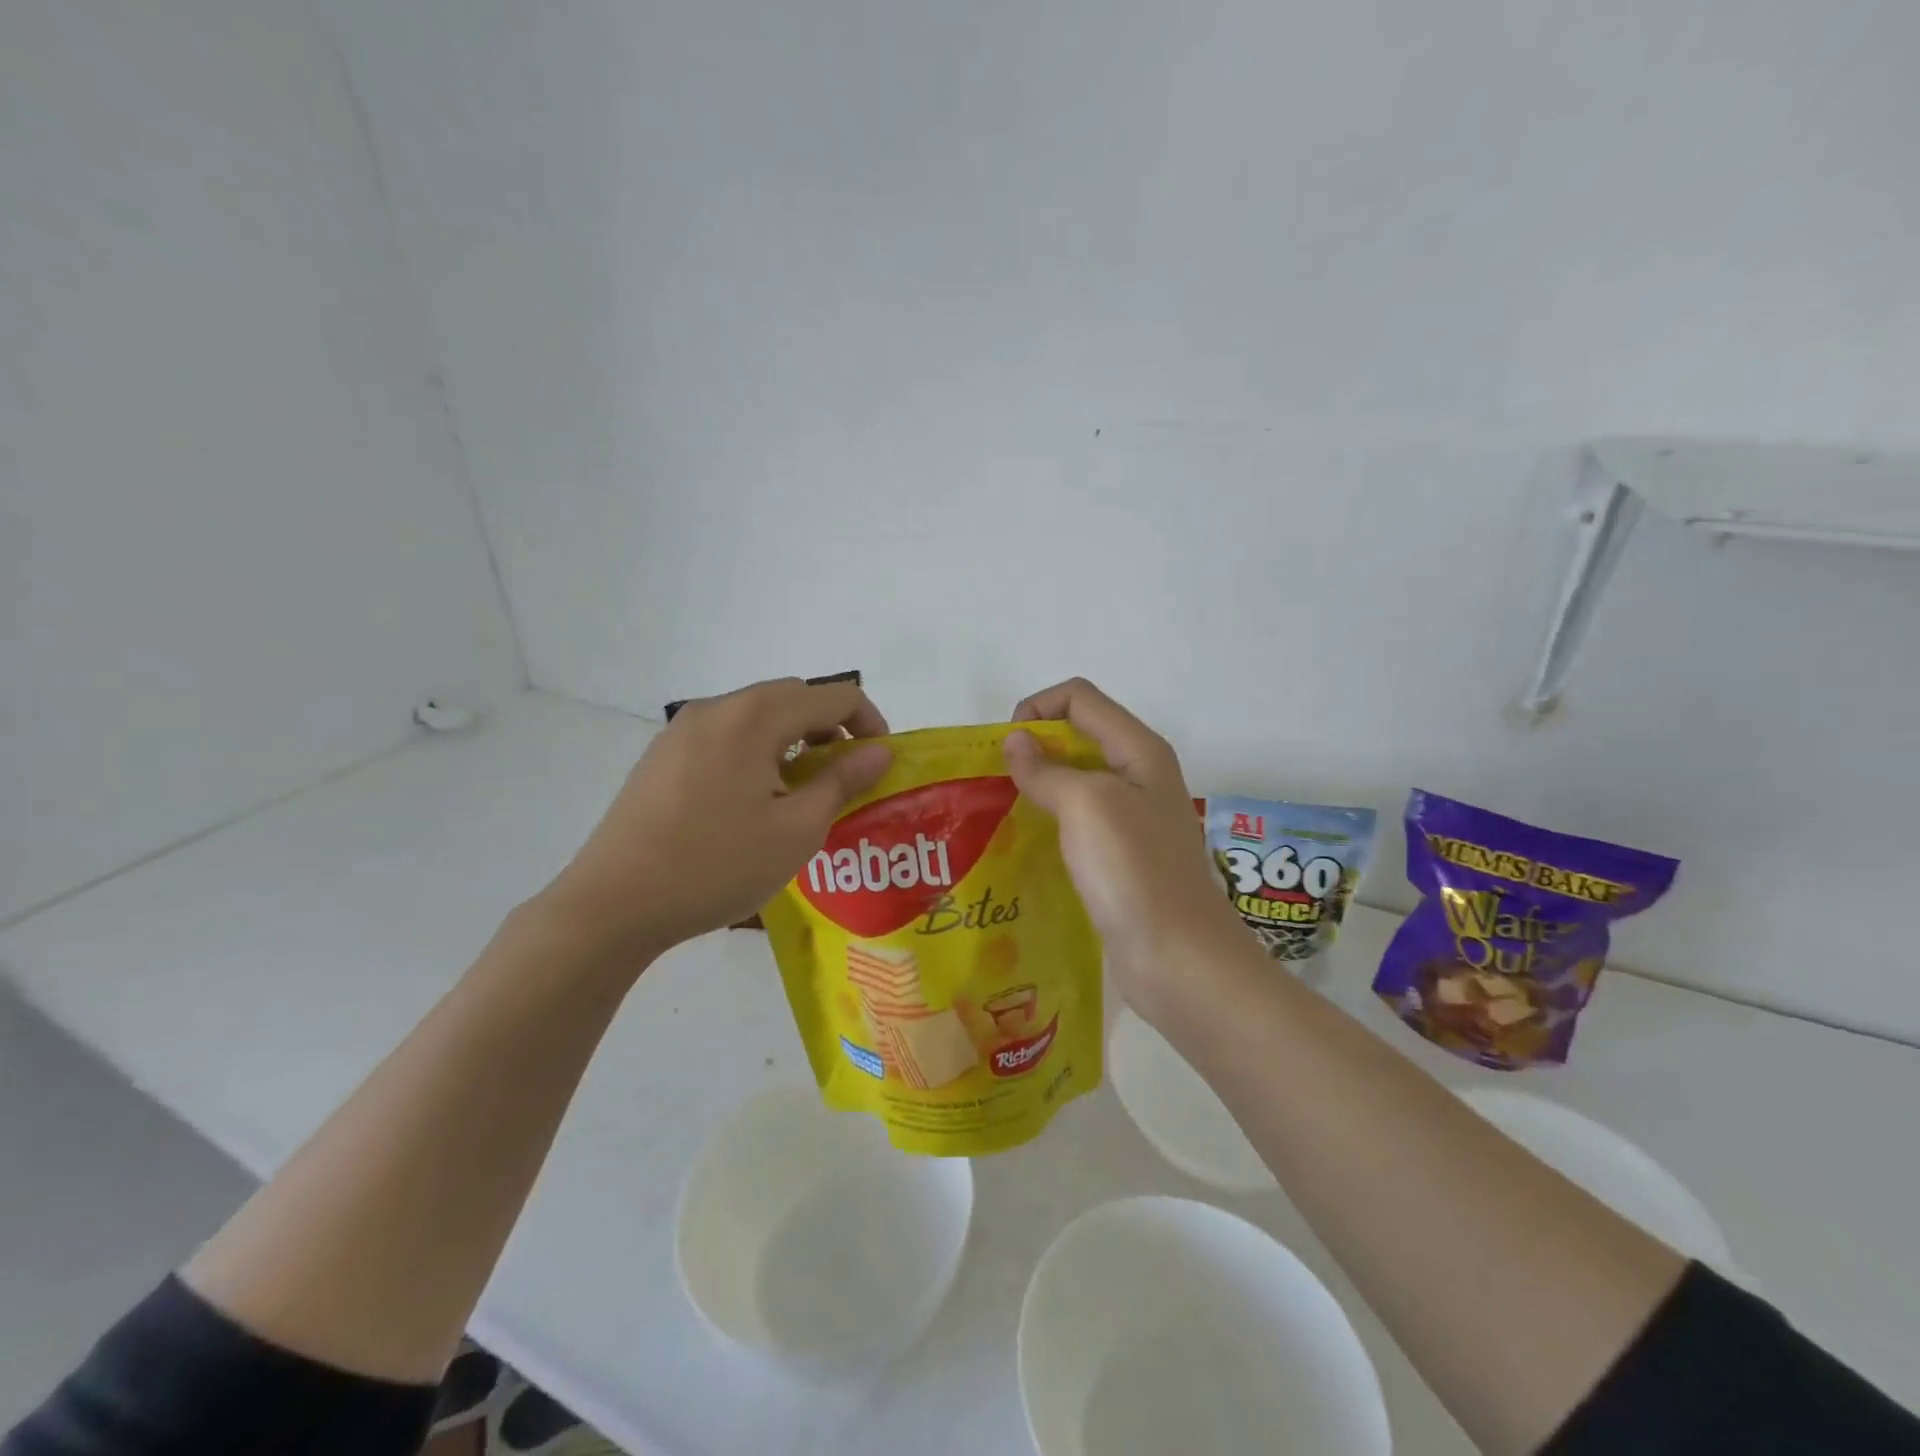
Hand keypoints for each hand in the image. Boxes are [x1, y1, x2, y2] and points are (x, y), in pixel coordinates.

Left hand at [537, 678, 892, 973]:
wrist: (614, 904)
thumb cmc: (717, 865)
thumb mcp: (797, 830)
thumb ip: (843, 781)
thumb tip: (879, 752)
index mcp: (754, 717)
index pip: (832, 696)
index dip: (868, 721)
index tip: (880, 761)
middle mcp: (717, 708)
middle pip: (792, 697)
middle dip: (830, 727)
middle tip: (844, 774)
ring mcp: (682, 729)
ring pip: (756, 715)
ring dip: (792, 739)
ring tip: (799, 791)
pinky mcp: (662, 755)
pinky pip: (725, 734)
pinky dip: (756, 750)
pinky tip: (751, 800)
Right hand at [1004, 679, 1247, 1017]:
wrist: (1178, 958)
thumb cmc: (1133, 871)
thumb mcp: (1086, 805)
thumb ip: (1047, 768)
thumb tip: (1015, 742)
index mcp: (1139, 749)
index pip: (1080, 698)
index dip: (1037, 708)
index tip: (1003, 748)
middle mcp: (1140, 775)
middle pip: (1079, 735)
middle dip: (1034, 747)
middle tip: (995, 781)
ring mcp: (1134, 818)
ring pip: (1077, 781)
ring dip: (1039, 786)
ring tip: (1001, 811)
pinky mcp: (1123, 856)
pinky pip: (1080, 822)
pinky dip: (1051, 821)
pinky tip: (1026, 845)